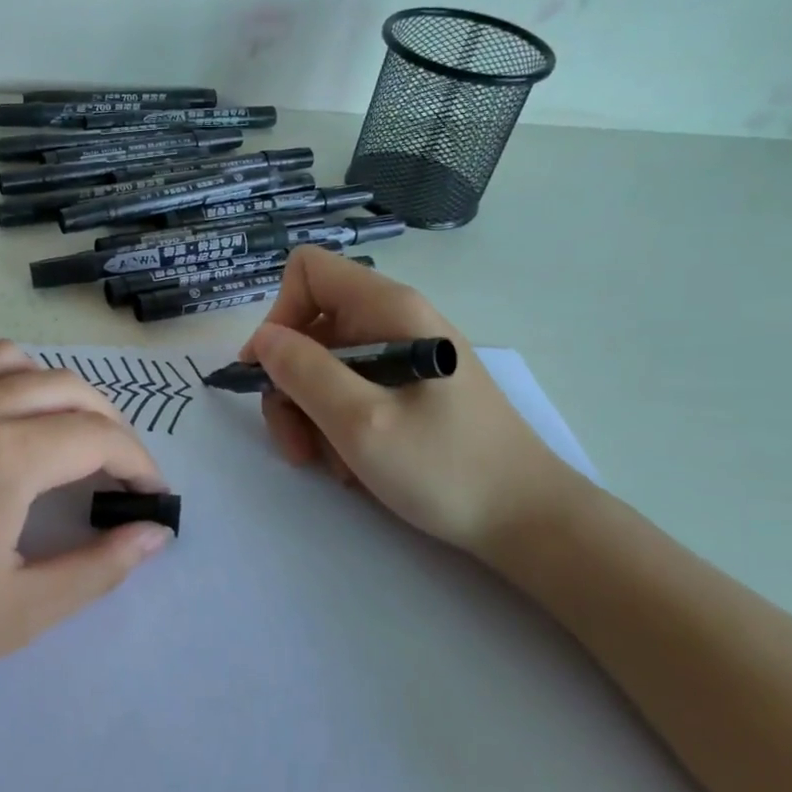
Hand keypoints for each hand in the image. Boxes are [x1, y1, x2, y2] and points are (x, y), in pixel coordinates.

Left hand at [0, 342, 169, 752]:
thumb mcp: (17, 614)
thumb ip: (98, 567)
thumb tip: (155, 533)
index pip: (97, 436)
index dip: (136, 462)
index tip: (150, 493)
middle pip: (63, 387)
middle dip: (106, 422)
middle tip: (116, 469)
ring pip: (8, 360)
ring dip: (51, 390)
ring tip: (59, 437)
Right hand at [239, 247, 585, 560]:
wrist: (527, 519)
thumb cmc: (446, 467)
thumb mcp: (361, 422)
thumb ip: (304, 372)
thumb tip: (263, 339)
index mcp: (388, 309)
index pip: (307, 272)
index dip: (279, 316)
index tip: (272, 373)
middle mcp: (394, 321)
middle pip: (310, 327)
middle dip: (290, 384)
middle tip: (295, 443)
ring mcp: (403, 356)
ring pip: (325, 366)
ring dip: (311, 415)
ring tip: (328, 464)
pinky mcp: (409, 389)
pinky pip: (351, 391)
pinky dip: (338, 426)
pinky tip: (354, 465)